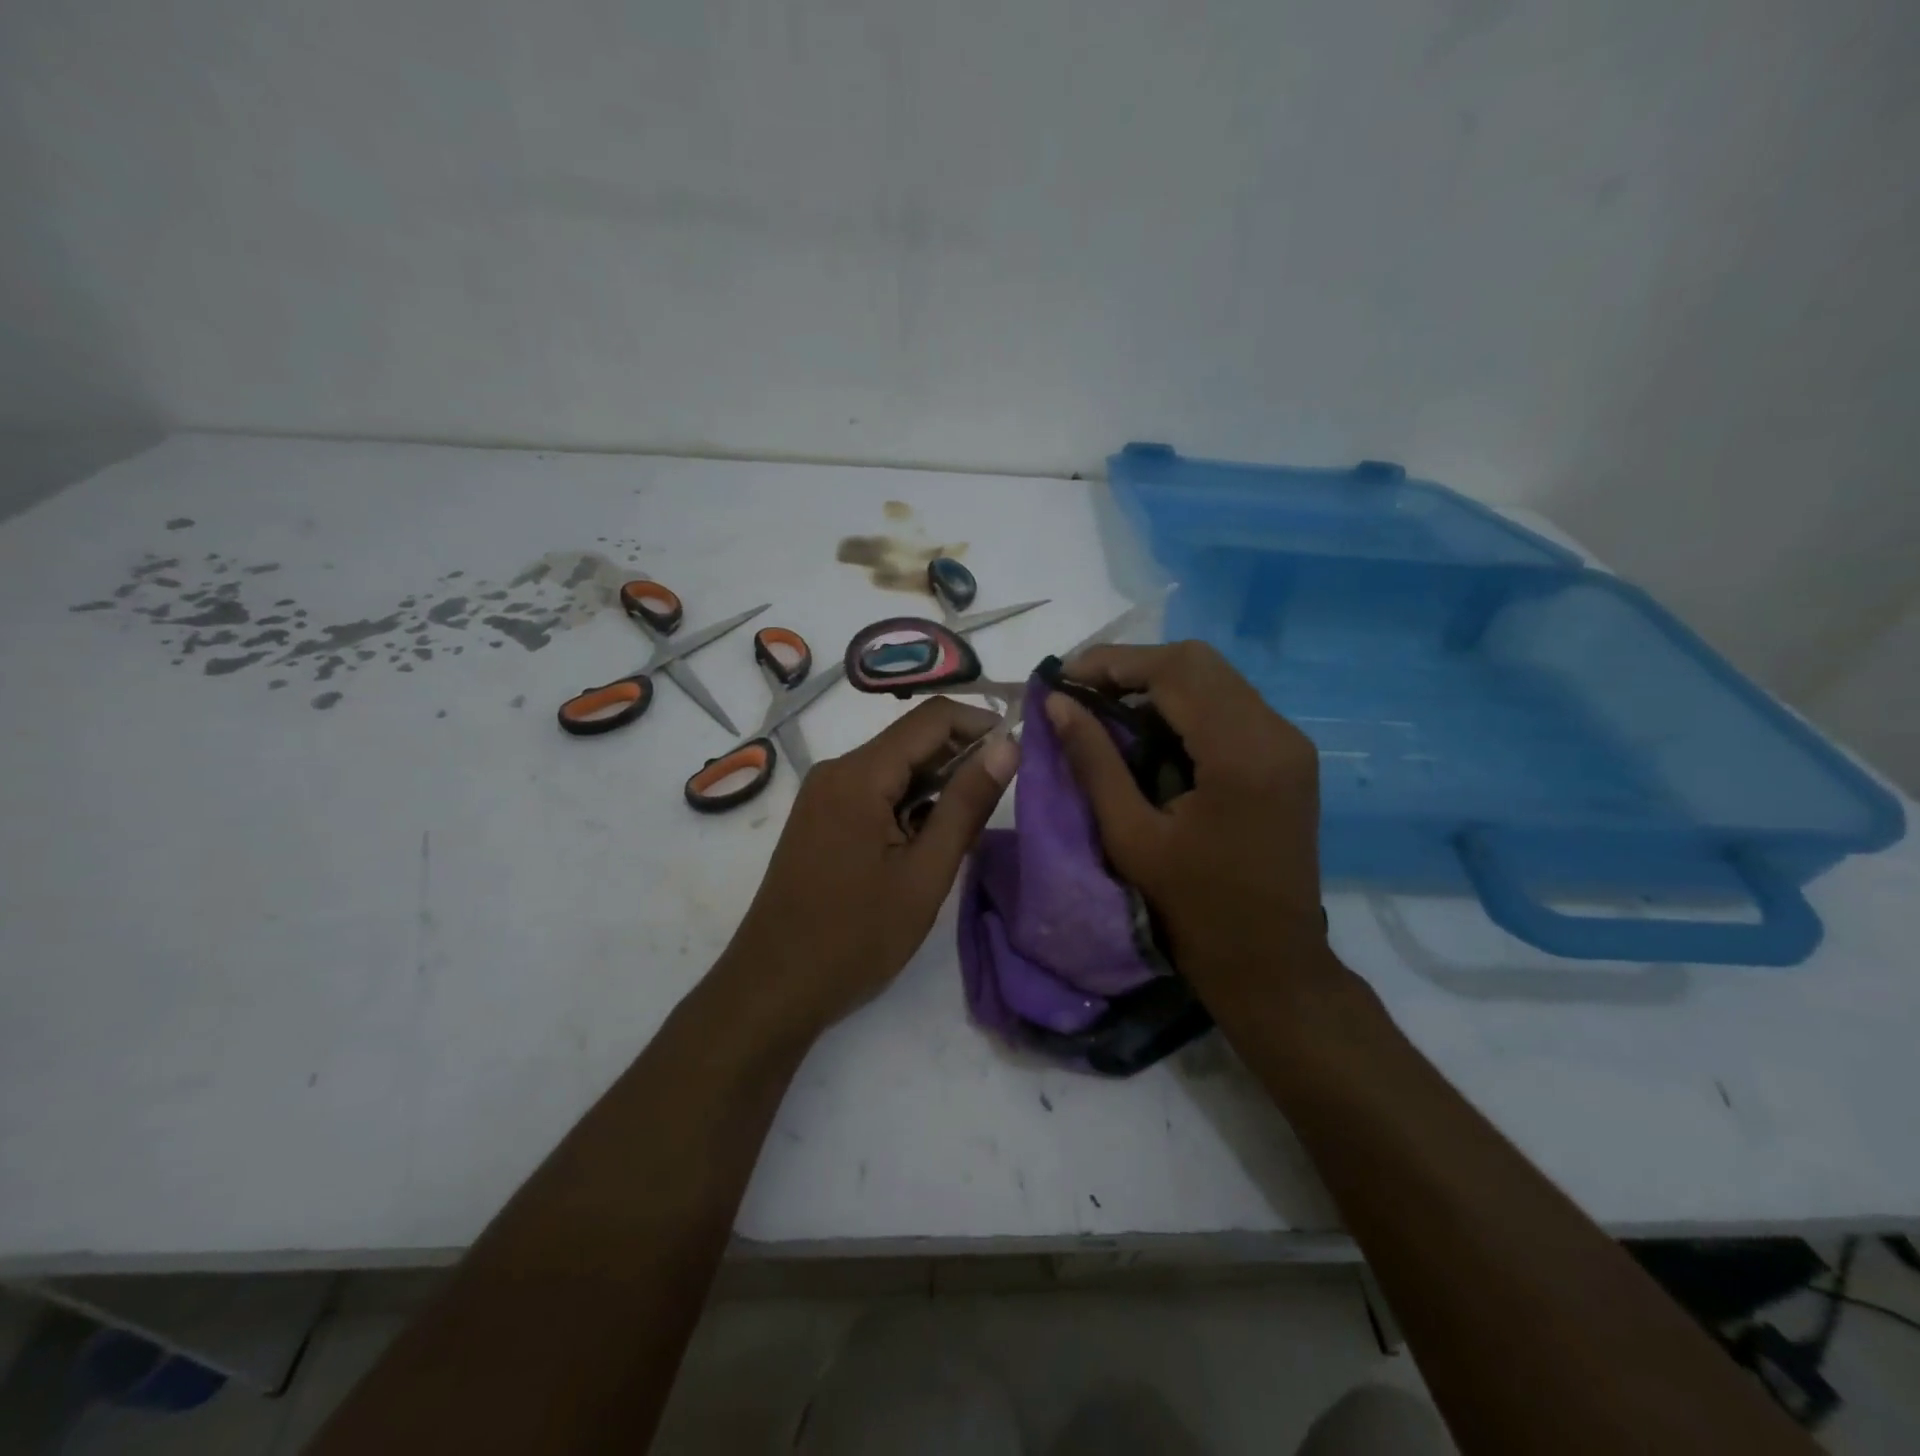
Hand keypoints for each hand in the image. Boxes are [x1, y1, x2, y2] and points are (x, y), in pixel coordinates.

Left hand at [715, 698, 1019, 1041]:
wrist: (773, 987)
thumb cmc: (855, 937)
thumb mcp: (925, 873)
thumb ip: (966, 805)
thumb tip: (1007, 747)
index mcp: (859, 775)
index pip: (932, 718)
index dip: (981, 725)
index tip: (1018, 754)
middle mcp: (837, 770)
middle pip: (912, 739)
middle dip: (961, 758)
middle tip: (1000, 800)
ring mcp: (824, 793)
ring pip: (895, 767)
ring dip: (936, 785)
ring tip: (967, 829)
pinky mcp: (821, 817)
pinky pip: (874, 790)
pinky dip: (908, 804)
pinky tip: (927, 841)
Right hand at [1045, 641, 1332, 1004]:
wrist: (1271, 963)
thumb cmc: (1194, 910)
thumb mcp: (1130, 836)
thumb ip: (1093, 760)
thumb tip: (1056, 703)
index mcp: (1241, 754)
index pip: (1174, 671)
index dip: (1112, 662)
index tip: (1062, 677)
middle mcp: (1276, 732)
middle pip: (1198, 661)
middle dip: (1132, 667)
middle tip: (1080, 692)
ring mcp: (1289, 742)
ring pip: (1215, 678)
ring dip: (1157, 683)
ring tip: (1104, 708)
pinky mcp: (1288, 755)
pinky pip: (1229, 704)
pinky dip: (1183, 705)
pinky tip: (1147, 731)